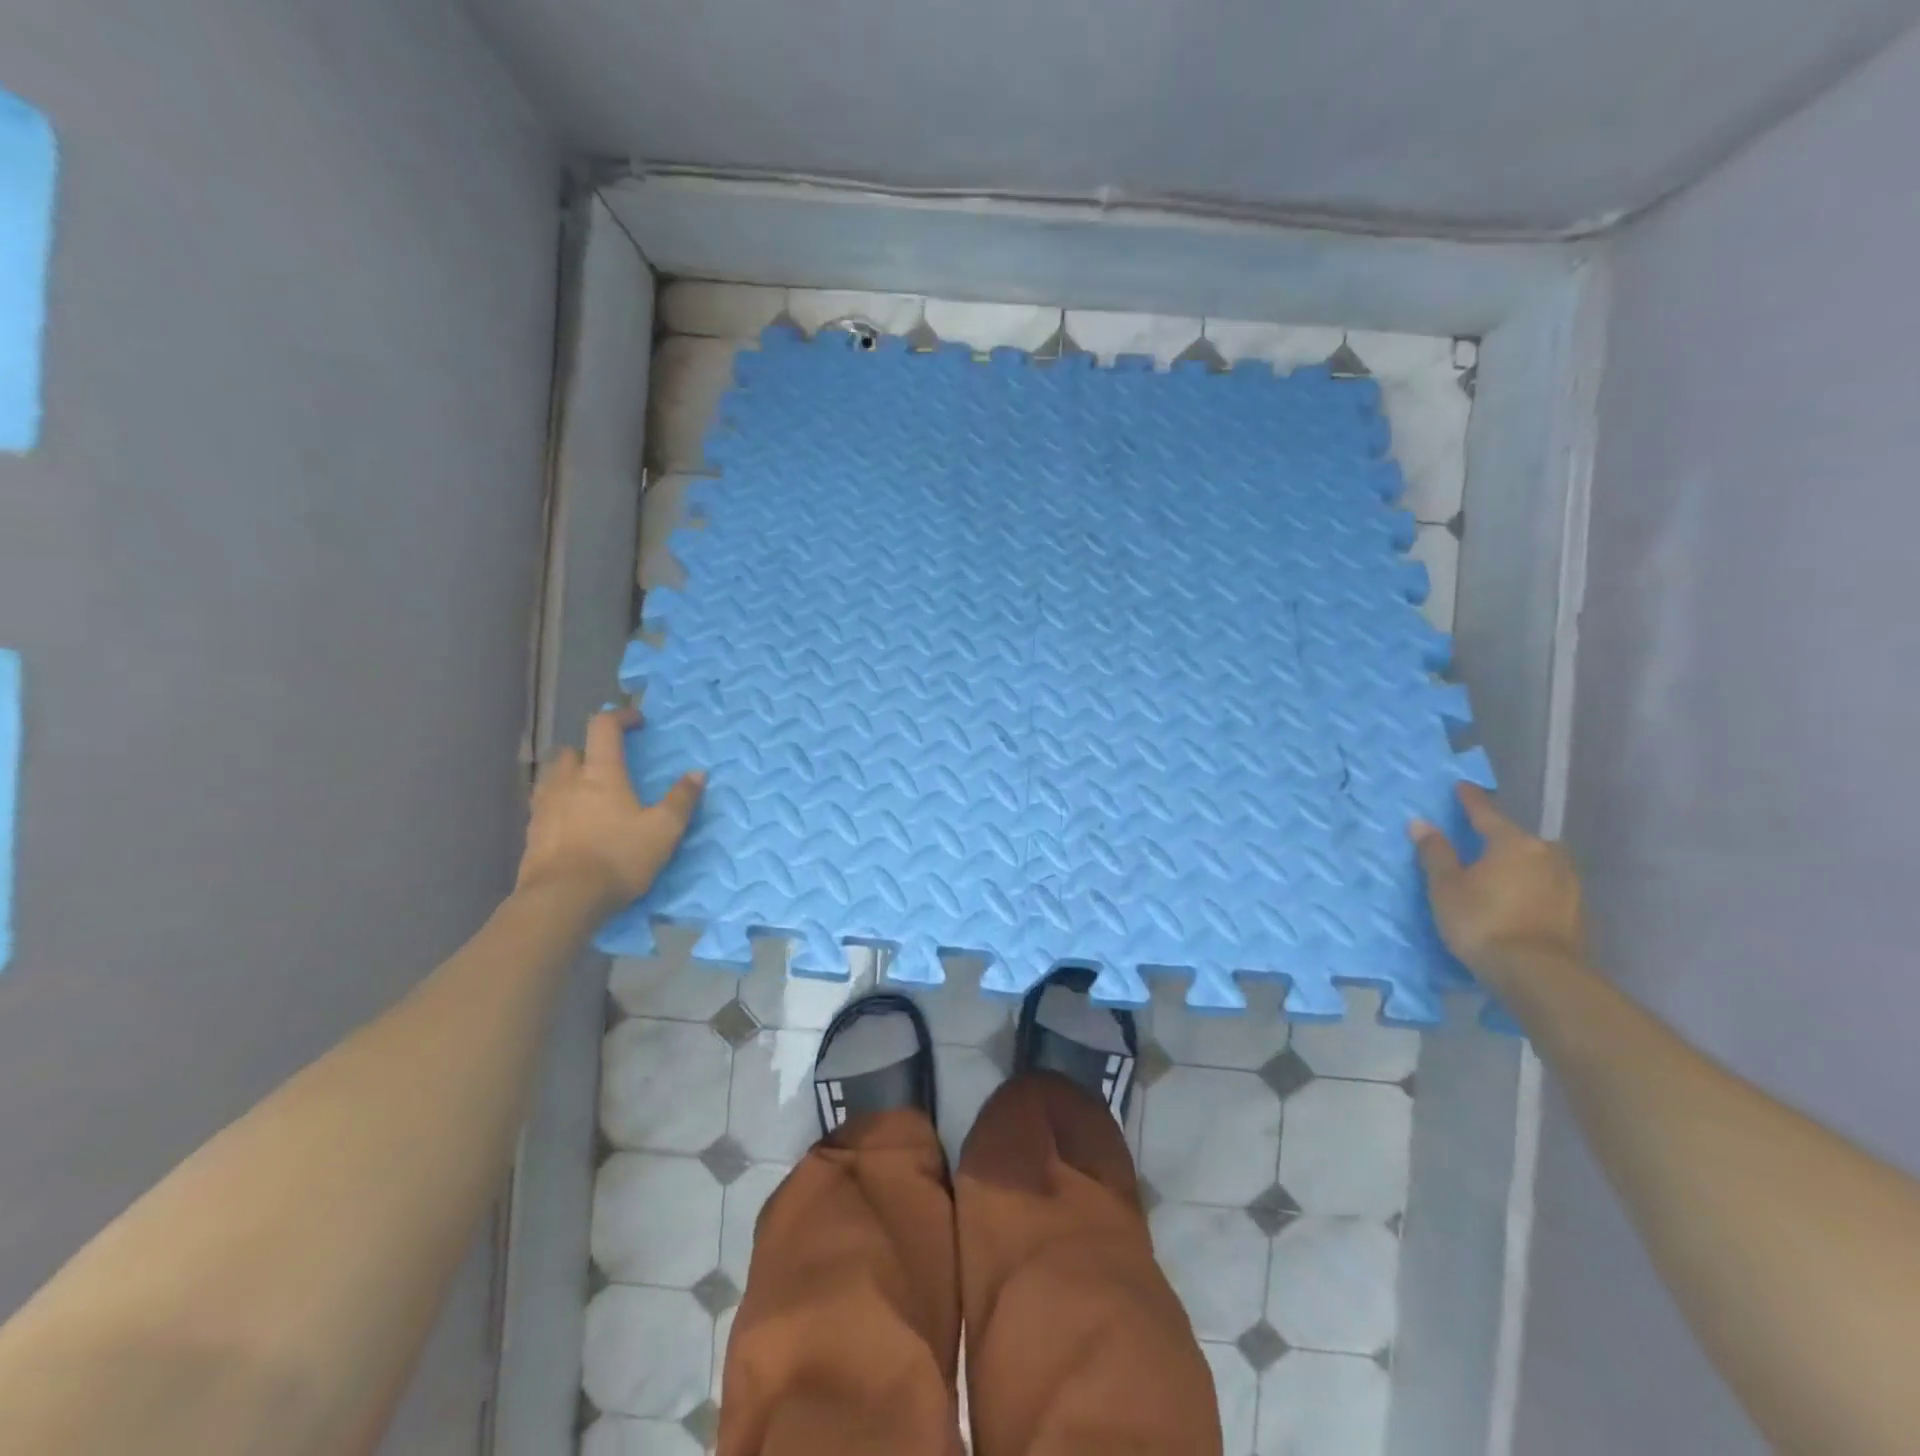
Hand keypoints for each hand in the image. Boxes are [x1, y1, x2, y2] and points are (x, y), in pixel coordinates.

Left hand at [515, 707, 704, 911]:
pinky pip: (544, 806)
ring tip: (588, 793)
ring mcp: (544, 807)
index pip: (604, 727)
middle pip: (572, 750)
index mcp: (601, 773)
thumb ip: (681, 799)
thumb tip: (698, 773)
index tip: (637, 722)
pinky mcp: (531, 834)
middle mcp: (567, 781)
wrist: (562, 899)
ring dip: (570, 775)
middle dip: (590, 750)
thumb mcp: (664, 830)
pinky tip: (572, 824)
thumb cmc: (618, 857)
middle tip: (609, 764)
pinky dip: (559, 804)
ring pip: (553, 776)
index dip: (620, 717)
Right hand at [1410, 783, 1584, 987]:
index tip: (1462, 786)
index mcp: (1512, 842)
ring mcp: (1567, 883)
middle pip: (1518, 838)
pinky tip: (1517, 897)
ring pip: (1537, 862)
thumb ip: (1436, 853)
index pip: (1486, 813)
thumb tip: (1422, 823)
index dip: (1470, 800)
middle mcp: (1546, 854)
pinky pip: (1546, 885)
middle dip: (1499, 837)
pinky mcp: (1575, 911)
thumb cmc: (1482, 921)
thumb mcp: (1446, 886)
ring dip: (1519, 863)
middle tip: (1478, 840)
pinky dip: (1530, 886)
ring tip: (1499, 871)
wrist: (1538, 974)